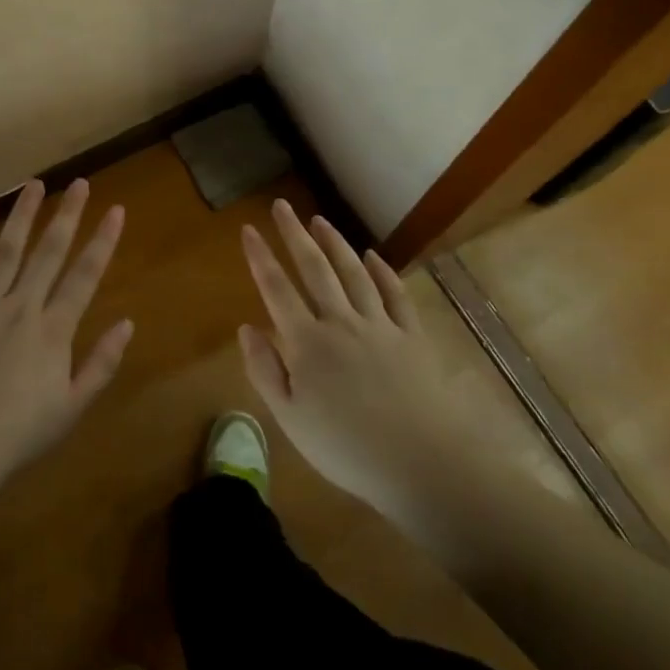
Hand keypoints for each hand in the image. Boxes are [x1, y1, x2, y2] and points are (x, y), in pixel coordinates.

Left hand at [0, 179, 130, 491]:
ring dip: (23, 215)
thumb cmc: (16, 435)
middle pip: (48, 252)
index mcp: (53, 330)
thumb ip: (101, 363)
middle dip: (67, 215)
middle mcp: (21, 307)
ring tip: (35, 185)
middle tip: (80, 183)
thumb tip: (128, 324)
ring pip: (7, 250)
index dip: (102, 241)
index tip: (115, 210)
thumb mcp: (71, 408)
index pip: (84, 275)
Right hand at [239, 201, 450, 527]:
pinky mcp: (411, 335)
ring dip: (334, 243)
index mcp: (307, 342)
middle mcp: (340, 322)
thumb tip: (246, 327)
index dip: (260, 257)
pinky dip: (382, 271)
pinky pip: (394, 294)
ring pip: (353, 273)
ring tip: (319, 220)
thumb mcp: (290, 419)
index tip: (248, 229)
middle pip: (314, 269)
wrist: (423, 463)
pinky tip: (372, 256)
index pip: (276, 288)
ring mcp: (379, 325)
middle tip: (282, 206)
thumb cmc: (347, 448)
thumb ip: (265, 370)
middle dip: (295, 235)